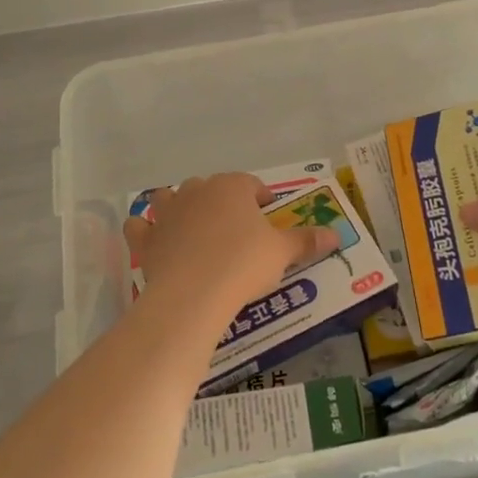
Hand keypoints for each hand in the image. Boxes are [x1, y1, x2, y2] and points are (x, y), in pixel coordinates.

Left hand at [124, 174, 340, 312]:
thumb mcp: (282, 253)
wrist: (194, 293)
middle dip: (221, 202)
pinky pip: (140, 226)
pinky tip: (155, 241)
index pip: (250, 184)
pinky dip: (146, 230)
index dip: (260, 199)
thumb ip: (306, 241)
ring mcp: (167, 212)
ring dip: (178, 207)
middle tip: (236, 229)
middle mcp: (196, 190)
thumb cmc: (243, 264)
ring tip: (192, 228)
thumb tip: (336, 234)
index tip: (268, 216)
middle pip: (210, 188)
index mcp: (231, 186)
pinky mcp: (146, 238)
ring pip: (169, 198)